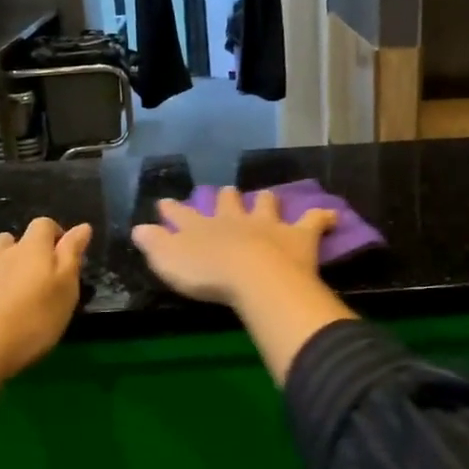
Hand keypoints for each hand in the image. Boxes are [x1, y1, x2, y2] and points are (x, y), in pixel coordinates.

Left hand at [0, 217, 92, 382]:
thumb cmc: (27, 328)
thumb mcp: (64, 295)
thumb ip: (72, 257)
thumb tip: (82, 226)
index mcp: (32, 252)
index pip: (44, 226)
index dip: (53, 235)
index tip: (58, 254)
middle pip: (11, 241)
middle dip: (20, 254)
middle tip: (25, 284)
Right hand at [131, 188, 335, 306]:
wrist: (253, 275)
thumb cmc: (207, 274)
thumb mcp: (168, 261)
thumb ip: (154, 245)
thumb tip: (137, 229)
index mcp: (201, 226)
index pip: (182, 214)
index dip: (173, 209)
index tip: (165, 202)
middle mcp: (234, 219)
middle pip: (227, 201)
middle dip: (224, 197)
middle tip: (225, 193)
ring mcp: (267, 224)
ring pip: (265, 203)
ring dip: (265, 201)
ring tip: (266, 198)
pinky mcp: (297, 234)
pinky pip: (314, 220)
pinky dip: (323, 218)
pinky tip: (332, 216)